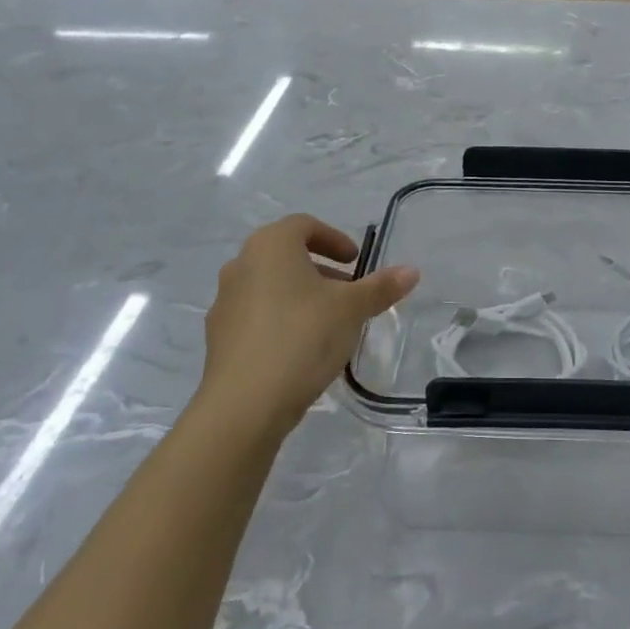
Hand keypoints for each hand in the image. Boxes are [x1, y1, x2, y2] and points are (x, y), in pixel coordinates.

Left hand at [200, 215, 417, 434]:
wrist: (245, 403)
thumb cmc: (302, 337)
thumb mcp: (351, 310)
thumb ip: (381, 287)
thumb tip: (411, 271)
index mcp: (270, 246)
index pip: (304, 225)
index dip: (334, 239)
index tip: (355, 261)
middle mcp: (241, 264)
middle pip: (286, 255)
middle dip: (321, 270)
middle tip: (348, 293)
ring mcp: (224, 302)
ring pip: (269, 286)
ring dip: (300, 296)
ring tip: (328, 324)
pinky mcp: (218, 337)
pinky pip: (256, 316)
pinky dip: (280, 320)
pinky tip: (301, 350)